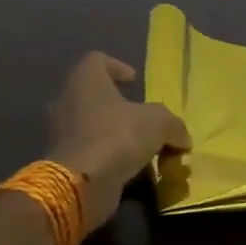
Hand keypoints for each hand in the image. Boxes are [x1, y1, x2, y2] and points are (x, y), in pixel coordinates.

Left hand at [47, 53, 191, 235]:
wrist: (82, 184)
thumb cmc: (118, 136)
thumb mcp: (159, 123)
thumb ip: (173, 125)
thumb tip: (183, 138)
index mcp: (85, 81)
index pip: (96, 60)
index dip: (117, 67)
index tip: (135, 81)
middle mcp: (68, 102)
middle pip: (95, 95)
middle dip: (119, 106)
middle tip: (143, 117)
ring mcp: (62, 133)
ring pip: (92, 125)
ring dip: (115, 133)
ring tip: (142, 147)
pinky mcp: (63, 161)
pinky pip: (90, 151)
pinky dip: (109, 156)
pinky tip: (131, 168)